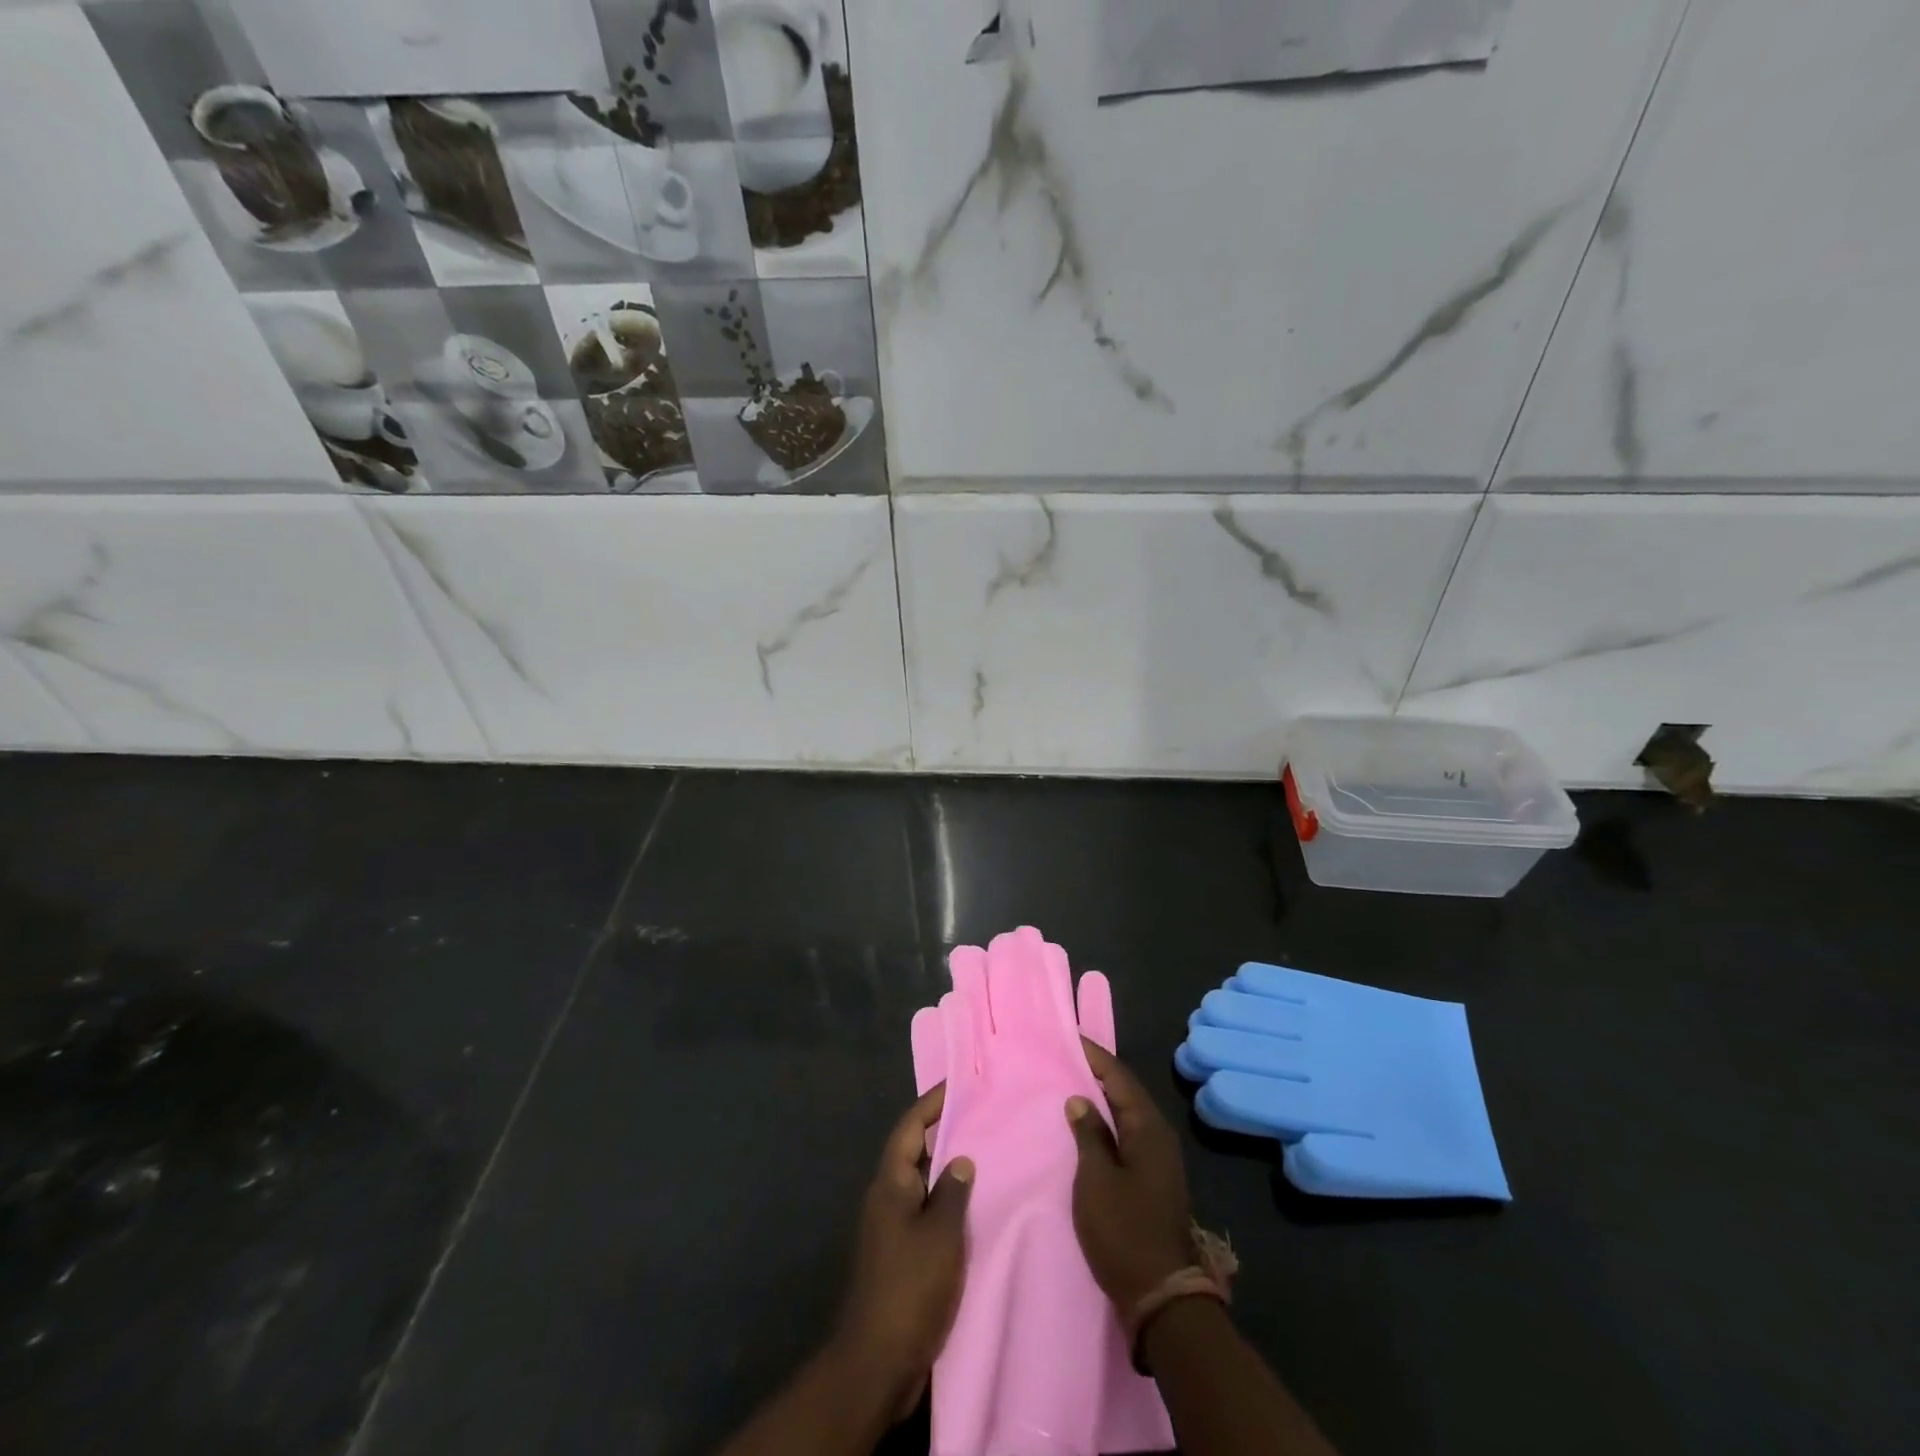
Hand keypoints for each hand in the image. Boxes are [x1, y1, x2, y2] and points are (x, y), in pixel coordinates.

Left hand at [834, 1084, 974, 1417]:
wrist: (878, 1360)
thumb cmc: (910, 1286)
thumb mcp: (941, 1234)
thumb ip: (953, 1192)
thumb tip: (960, 1159)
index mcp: (890, 1183)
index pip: (910, 1128)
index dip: (931, 1103)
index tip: (957, 1084)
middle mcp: (887, 1198)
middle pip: (914, 1151)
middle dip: (943, 1132)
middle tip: (979, 1116)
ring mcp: (891, 1228)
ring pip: (922, 1183)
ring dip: (947, 1169)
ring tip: (984, 1155)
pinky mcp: (900, 1255)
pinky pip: (926, 1212)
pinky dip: (947, 1202)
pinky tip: (973, 1208)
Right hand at [1066, 1040, 1196, 1313]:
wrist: (1161, 1296)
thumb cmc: (1124, 1231)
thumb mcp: (1096, 1180)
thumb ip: (1089, 1134)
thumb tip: (1080, 1098)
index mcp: (1148, 1128)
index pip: (1119, 1077)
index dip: (1094, 1055)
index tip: (1069, 1037)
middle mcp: (1158, 1136)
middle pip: (1126, 1091)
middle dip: (1098, 1072)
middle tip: (1065, 1057)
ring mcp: (1158, 1159)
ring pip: (1127, 1113)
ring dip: (1102, 1097)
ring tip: (1070, 1084)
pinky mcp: (1153, 1179)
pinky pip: (1128, 1134)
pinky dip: (1107, 1122)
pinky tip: (1087, 1126)